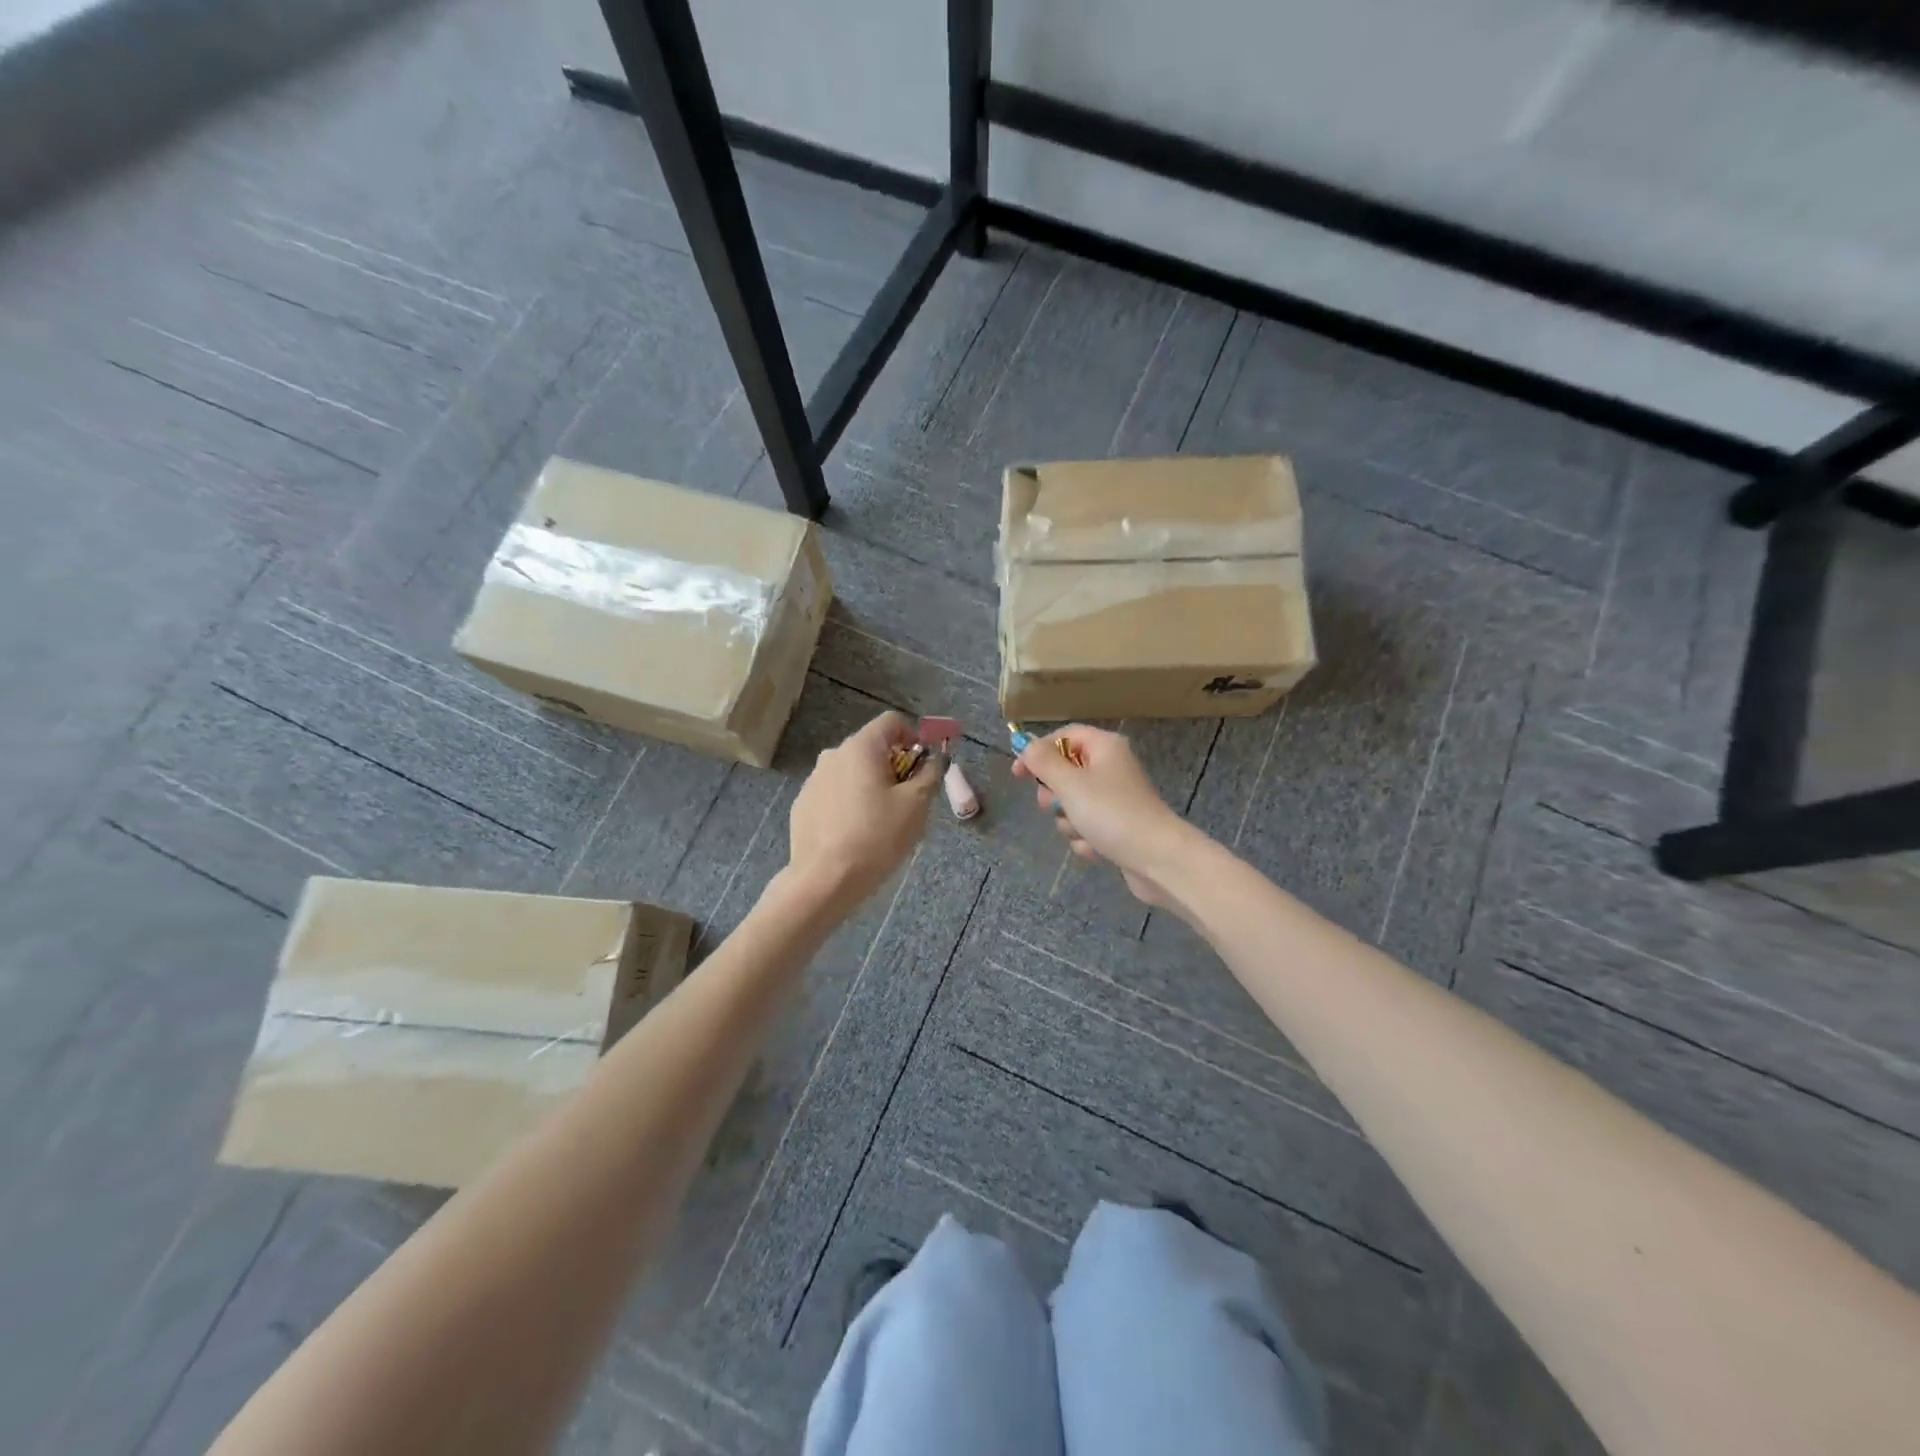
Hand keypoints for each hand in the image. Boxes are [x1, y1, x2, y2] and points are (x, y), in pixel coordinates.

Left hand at [787, 712, 938, 909]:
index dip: (914, 738)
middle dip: (894, 767)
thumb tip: (933, 760)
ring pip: (852, 773)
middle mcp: (832, 755)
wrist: (825, 880)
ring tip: (881, 822)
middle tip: (907, 801)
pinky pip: (834, 794)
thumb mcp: (916, 805)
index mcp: (860, 747)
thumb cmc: (877, 837)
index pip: (891, 722)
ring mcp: (813, 780)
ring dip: (871, 787)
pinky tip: (856, 835)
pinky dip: (849, 804)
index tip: (923, 768)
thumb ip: (930, 774)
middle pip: (871, 748)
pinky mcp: (802, 806)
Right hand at [1012, 725, 1203, 909]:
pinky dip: (1086, 838)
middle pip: (1066, 771)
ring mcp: (1116, 799)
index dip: (1038, 751)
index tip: (1018, 774)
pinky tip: (1096, 849)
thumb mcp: (1069, 784)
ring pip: (1073, 804)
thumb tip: (1026, 745)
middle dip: (1055, 794)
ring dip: (1069, 821)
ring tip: (1082, 831)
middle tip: (1055, 806)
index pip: (1064, 735)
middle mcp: (1112, 767)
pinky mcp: (1119, 826)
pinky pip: (1088, 826)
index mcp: (1105, 747)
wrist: (1158, 859)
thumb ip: (1042, 762)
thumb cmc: (1111, 814)